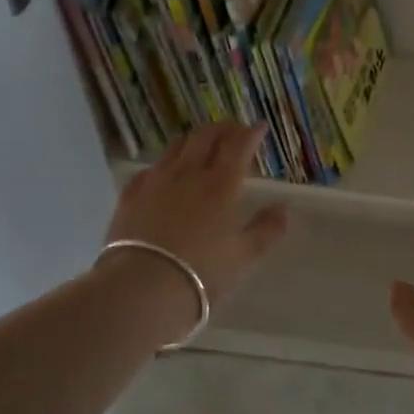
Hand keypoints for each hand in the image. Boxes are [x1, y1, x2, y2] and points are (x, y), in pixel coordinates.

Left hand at [100, 124, 288, 324]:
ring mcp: (156, 182)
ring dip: (193, 140)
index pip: (238, 146)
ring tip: (200, 142)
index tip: (259, 127)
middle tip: (232, 128)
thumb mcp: (243, 255)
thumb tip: (283, 209)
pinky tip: (163, 172)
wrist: (142, 287)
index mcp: (221, 184)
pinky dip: (163, 165)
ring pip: (176, 148)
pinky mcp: (130, 197)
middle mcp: (188, 174)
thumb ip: (266, 230)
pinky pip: (149, 170)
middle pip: (205, 138)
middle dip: (222, 129)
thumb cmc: (201, 271)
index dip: (251, 133)